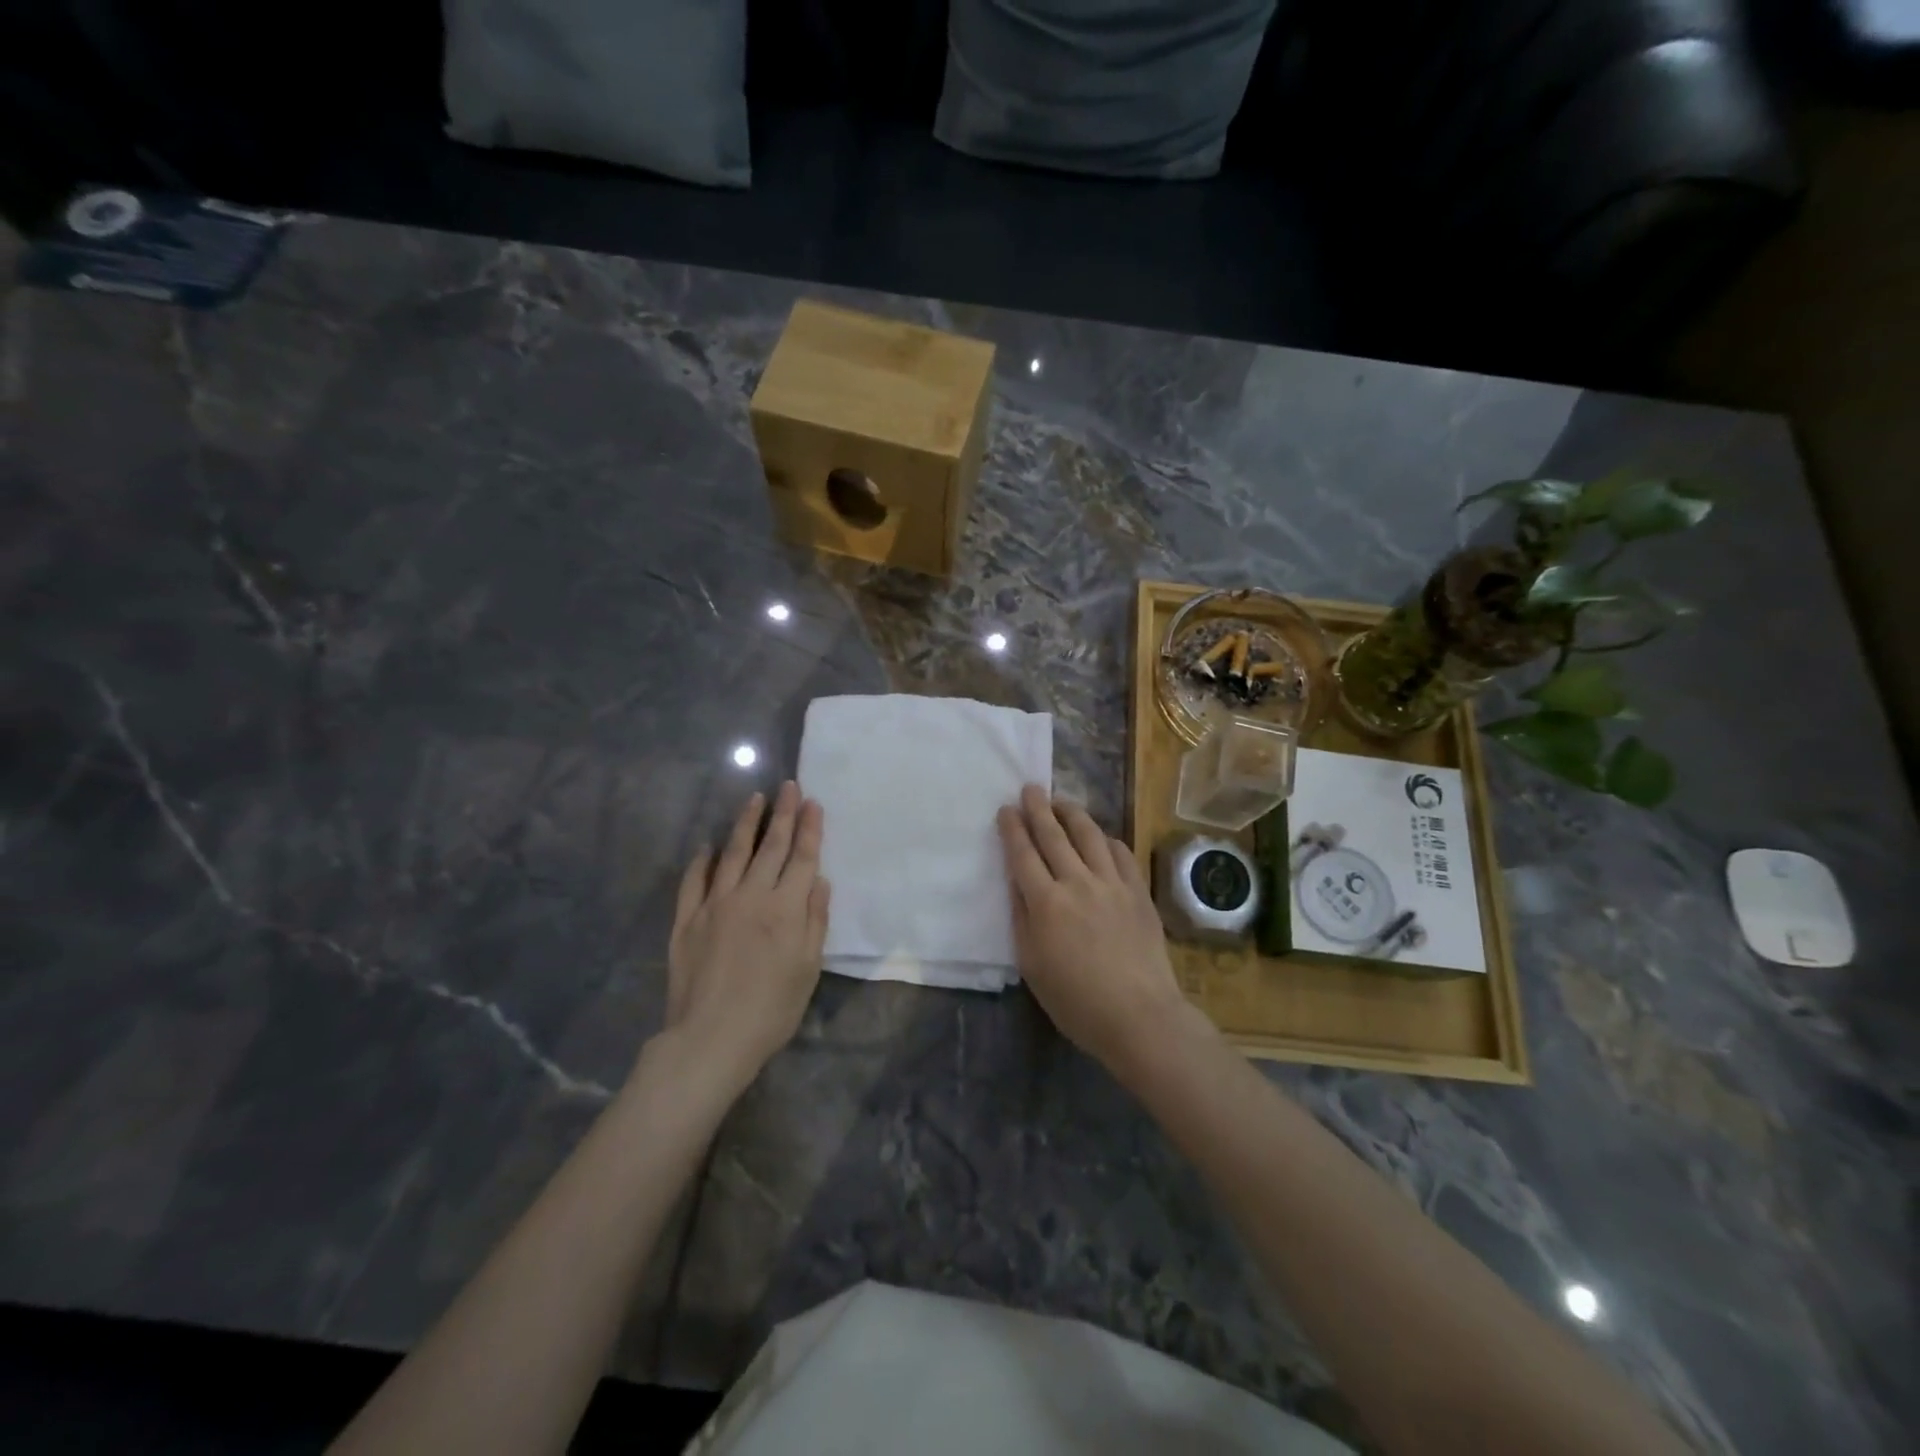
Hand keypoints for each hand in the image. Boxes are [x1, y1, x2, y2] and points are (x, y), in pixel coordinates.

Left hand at [662, 781, 829, 1089]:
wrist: (710, 1039)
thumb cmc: (771, 1010)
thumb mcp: (808, 969)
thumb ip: (815, 920)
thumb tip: (819, 880)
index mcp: (785, 909)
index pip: (801, 857)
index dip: (809, 828)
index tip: (812, 802)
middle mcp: (751, 896)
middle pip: (770, 846)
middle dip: (782, 814)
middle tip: (788, 786)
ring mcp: (715, 904)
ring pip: (733, 854)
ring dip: (745, 824)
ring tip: (754, 799)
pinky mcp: (687, 919)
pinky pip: (694, 881)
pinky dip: (702, 861)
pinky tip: (708, 846)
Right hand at [996, 784, 1195, 1076]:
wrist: (1139, 1016)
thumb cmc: (1076, 1001)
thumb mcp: (1032, 966)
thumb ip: (1022, 918)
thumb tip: (1017, 883)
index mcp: (1045, 903)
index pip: (1023, 854)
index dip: (1012, 829)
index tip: (1006, 809)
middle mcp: (1077, 883)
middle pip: (1054, 836)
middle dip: (1038, 808)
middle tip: (1030, 788)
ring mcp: (1112, 884)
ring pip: (1089, 836)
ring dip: (1072, 814)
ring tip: (1062, 802)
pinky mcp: (1138, 892)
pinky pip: (1122, 853)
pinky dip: (1107, 839)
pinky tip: (1101, 836)